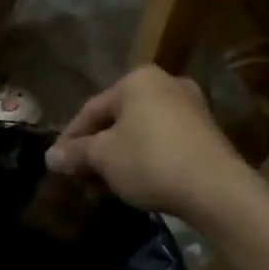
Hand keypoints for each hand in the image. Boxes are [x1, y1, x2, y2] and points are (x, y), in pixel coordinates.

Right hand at [45, 66, 253, 227]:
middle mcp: (165, 84)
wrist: (218, 190)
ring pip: (140, 134)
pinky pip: (163, 143)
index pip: (91, 109)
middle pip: (117, 121)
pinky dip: (144, 161)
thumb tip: (50, 157)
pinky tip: (134, 186)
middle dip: (96, 152)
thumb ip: (74, 154)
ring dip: (118, 160)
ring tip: (104, 190)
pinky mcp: (207, 134)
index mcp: (137, 79)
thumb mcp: (103, 157)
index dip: (70, 139)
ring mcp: (191, 108)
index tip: (58, 165)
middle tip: (82, 180)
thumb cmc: (150, 160)